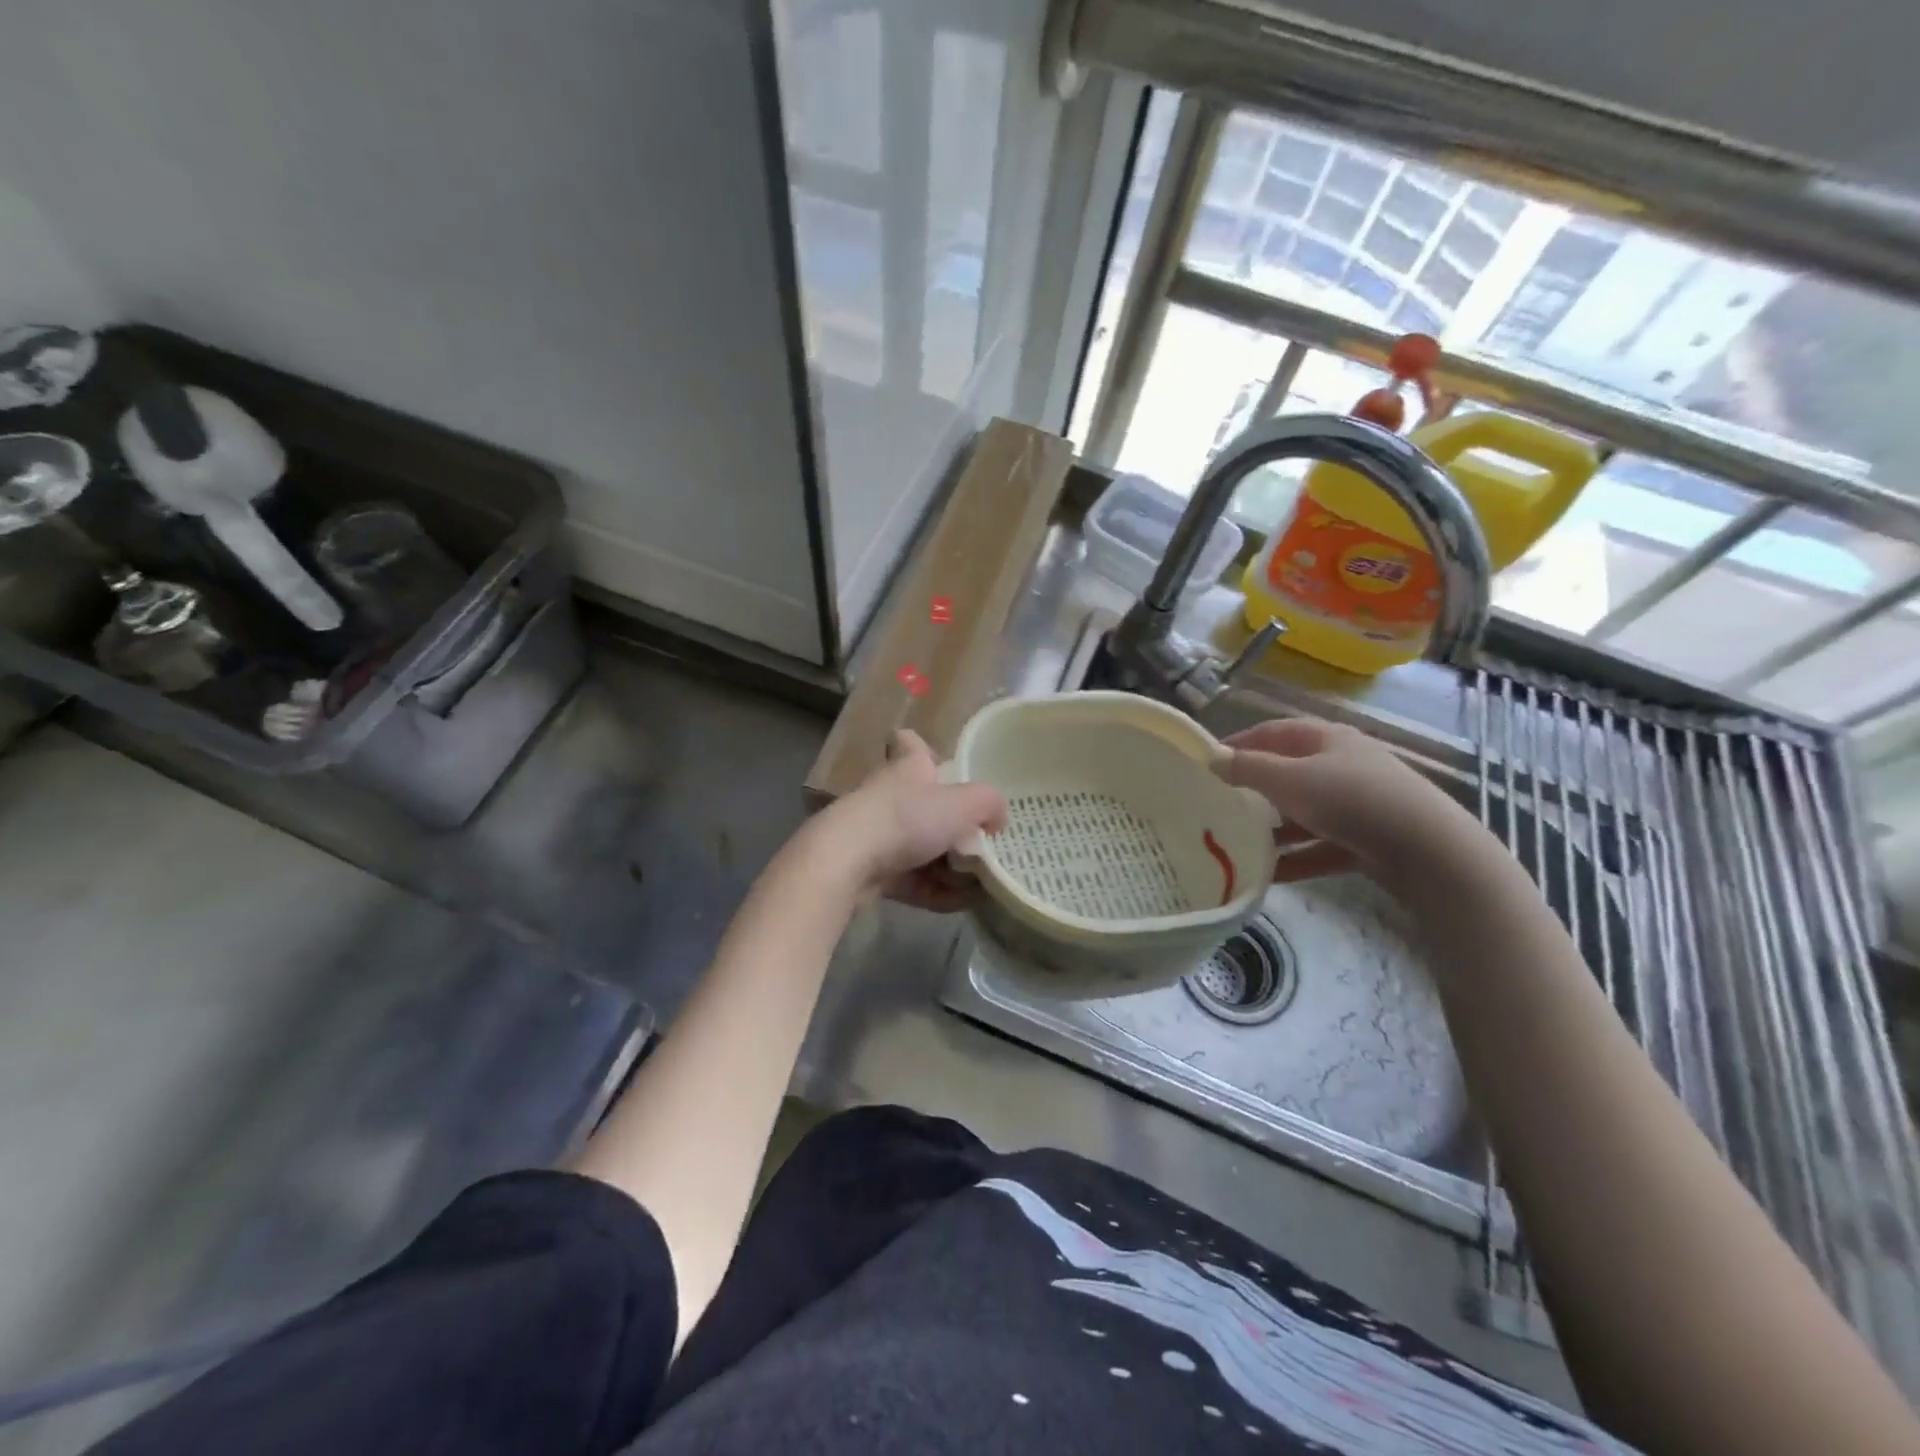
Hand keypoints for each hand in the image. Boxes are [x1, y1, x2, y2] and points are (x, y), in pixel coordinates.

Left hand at [819, 730, 1006, 910]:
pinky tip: (959, 903)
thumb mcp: (964, 804)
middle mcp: (890, 796)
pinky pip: (911, 880)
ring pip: (919, 847)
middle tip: (980, 843)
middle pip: (923, 804)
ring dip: (948, 866)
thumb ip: (989, 805)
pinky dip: (935, 891)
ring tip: (977, 883)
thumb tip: (996, 820)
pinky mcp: (871, 870)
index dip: (923, 749)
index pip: (910, 743)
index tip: (940, 764)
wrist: (848, 861)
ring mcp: (877, 834)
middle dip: (952, 826)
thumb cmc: (908, 818)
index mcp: (909, 767)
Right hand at [1213, 717, 1482, 886]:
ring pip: (1303, 813)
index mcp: (1326, 738)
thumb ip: (1248, 769)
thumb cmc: (1352, 800)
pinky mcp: (1367, 840)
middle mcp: (1342, 765)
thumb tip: (1213, 760)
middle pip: (1287, 773)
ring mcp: (1357, 804)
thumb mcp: (1290, 780)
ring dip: (1273, 830)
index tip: (1205, 764)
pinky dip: (1296, 858)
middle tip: (1218, 806)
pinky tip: (1268, 876)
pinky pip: (1320, 847)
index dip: (1238, 743)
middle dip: (1253, 790)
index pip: (1272, 732)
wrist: (1430, 852)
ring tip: (1238, 845)